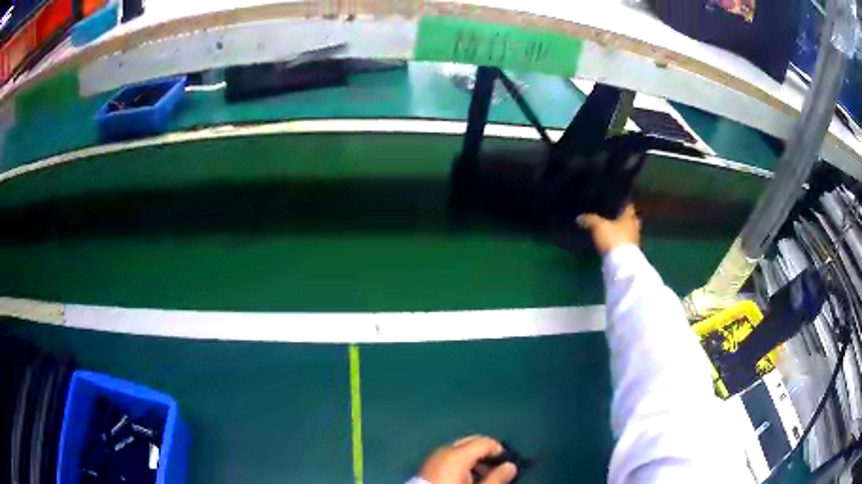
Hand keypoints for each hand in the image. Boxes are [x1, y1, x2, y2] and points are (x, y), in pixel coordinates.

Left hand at [418, 435, 517, 483]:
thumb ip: (496, 477)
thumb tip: (510, 466)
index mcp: (457, 454)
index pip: (485, 441)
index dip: (500, 451)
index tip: (508, 463)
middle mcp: (444, 450)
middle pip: (471, 442)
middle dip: (486, 452)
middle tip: (497, 468)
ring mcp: (433, 457)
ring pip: (459, 449)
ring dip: (474, 458)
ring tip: (483, 475)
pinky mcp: (427, 466)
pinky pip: (449, 457)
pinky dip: (461, 462)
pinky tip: (466, 476)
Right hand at [577, 203, 640, 254]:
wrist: (621, 263)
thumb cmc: (613, 238)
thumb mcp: (598, 226)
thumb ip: (589, 219)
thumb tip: (579, 217)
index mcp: (629, 216)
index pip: (628, 204)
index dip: (621, 201)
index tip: (614, 199)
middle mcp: (634, 225)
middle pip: (629, 217)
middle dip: (621, 215)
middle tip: (611, 213)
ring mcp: (634, 238)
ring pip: (627, 229)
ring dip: (621, 228)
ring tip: (610, 226)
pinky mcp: (630, 250)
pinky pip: (625, 240)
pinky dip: (620, 238)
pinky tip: (612, 238)